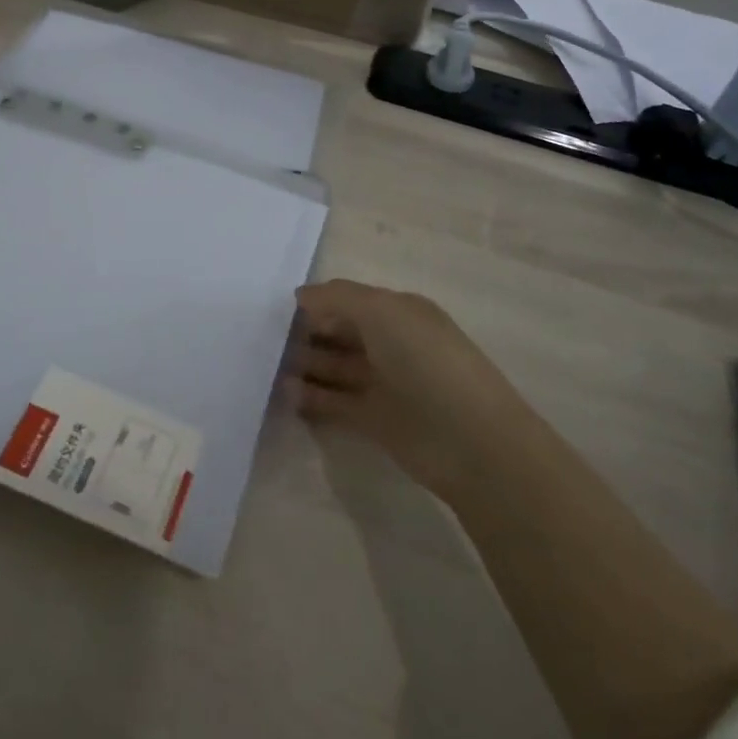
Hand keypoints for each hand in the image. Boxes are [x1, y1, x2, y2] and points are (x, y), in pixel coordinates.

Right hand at [287, 279, 515, 497]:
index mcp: (400, 312)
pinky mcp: (377, 420)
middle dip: (306, 332)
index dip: (317, 302)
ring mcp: (385, 383)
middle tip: (265, 338)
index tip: (277, 308)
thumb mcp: (383, 312)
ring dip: (306, 365)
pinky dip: (312, 397)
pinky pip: (337, 402)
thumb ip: (338, 298)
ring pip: (336, 367)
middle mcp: (392, 343)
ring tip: (268, 366)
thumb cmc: (427, 362)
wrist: (472, 442)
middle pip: (341, 332)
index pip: (349, 299)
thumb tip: (301, 295)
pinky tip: (286, 393)